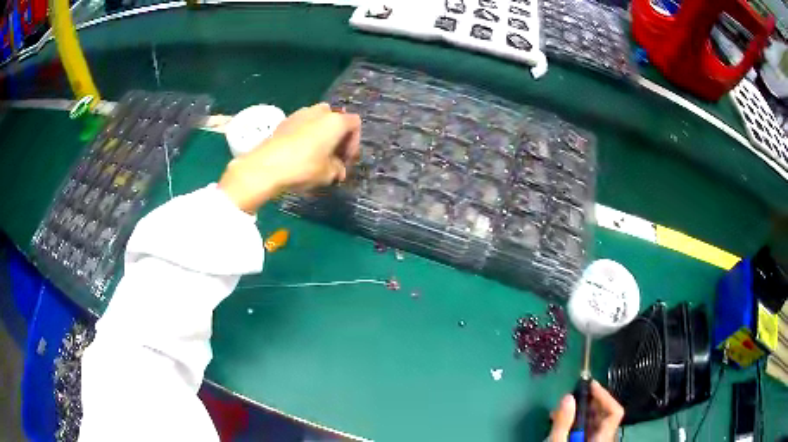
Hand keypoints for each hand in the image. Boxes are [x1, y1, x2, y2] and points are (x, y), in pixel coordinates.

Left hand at [218, 102, 360, 212]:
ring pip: (317, 121)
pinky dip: (306, 135)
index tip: (346, 160)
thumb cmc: (303, 167)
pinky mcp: (284, 121)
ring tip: (316, 155)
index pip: (355, 124)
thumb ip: (338, 169)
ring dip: (321, 135)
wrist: (266, 166)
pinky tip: (299, 153)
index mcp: (335, 121)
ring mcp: (300, 114)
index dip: (354, 142)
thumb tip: (338, 170)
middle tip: (333, 156)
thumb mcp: (327, 174)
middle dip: (337, 137)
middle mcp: (320, 112)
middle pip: (336, 119)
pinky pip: (302, 125)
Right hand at [549, 380, 623, 441]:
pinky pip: (588, 433)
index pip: (615, 412)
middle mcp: (605, 441)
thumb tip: (568, 397)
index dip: (604, 396)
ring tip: (562, 411)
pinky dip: (578, 425)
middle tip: (571, 397)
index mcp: (603, 439)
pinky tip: (563, 425)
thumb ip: (563, 422)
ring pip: (596, 425)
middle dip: (589, 403)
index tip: (589, 385)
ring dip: (582, 414)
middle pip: (605, 417)